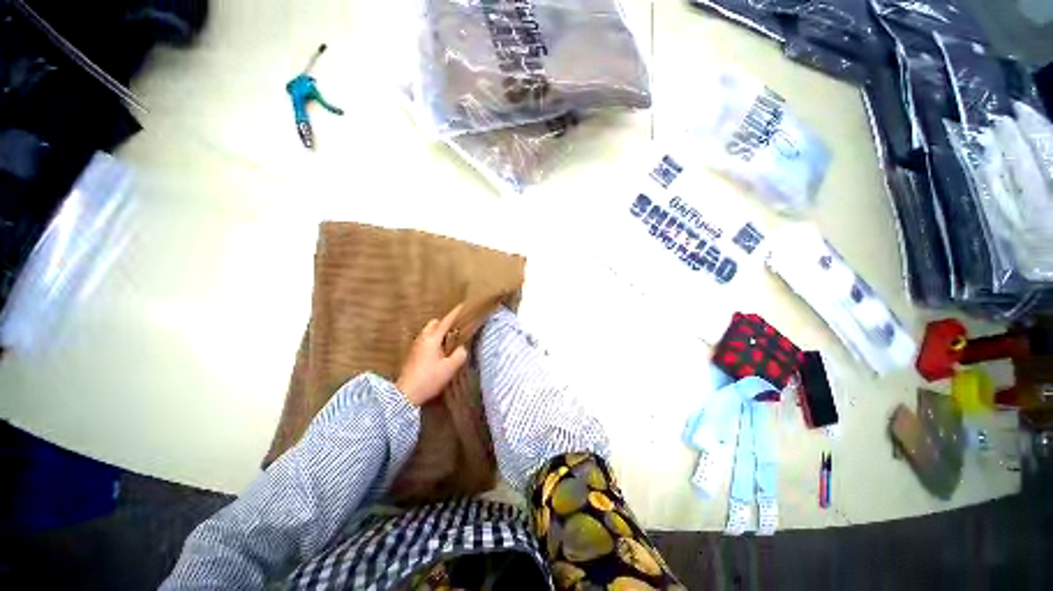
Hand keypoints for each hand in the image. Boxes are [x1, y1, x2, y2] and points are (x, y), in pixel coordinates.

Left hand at [396, 304, 468, 405]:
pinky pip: (425, 339)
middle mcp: (422, 338)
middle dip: (444, 323)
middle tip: (456, 331)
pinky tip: (438, 352)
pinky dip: (433, 340)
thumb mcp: (450, 368)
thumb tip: (462, 347)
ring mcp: (415, 346)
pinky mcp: (412, 354)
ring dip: (438, 332)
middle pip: (434, 323)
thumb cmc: (429, 379)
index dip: (455, 313)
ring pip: (428, 331)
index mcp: (432, 339)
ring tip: (448, 343)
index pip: (446, 322)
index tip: (463, 305)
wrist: (405, 394)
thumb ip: (460, 354)